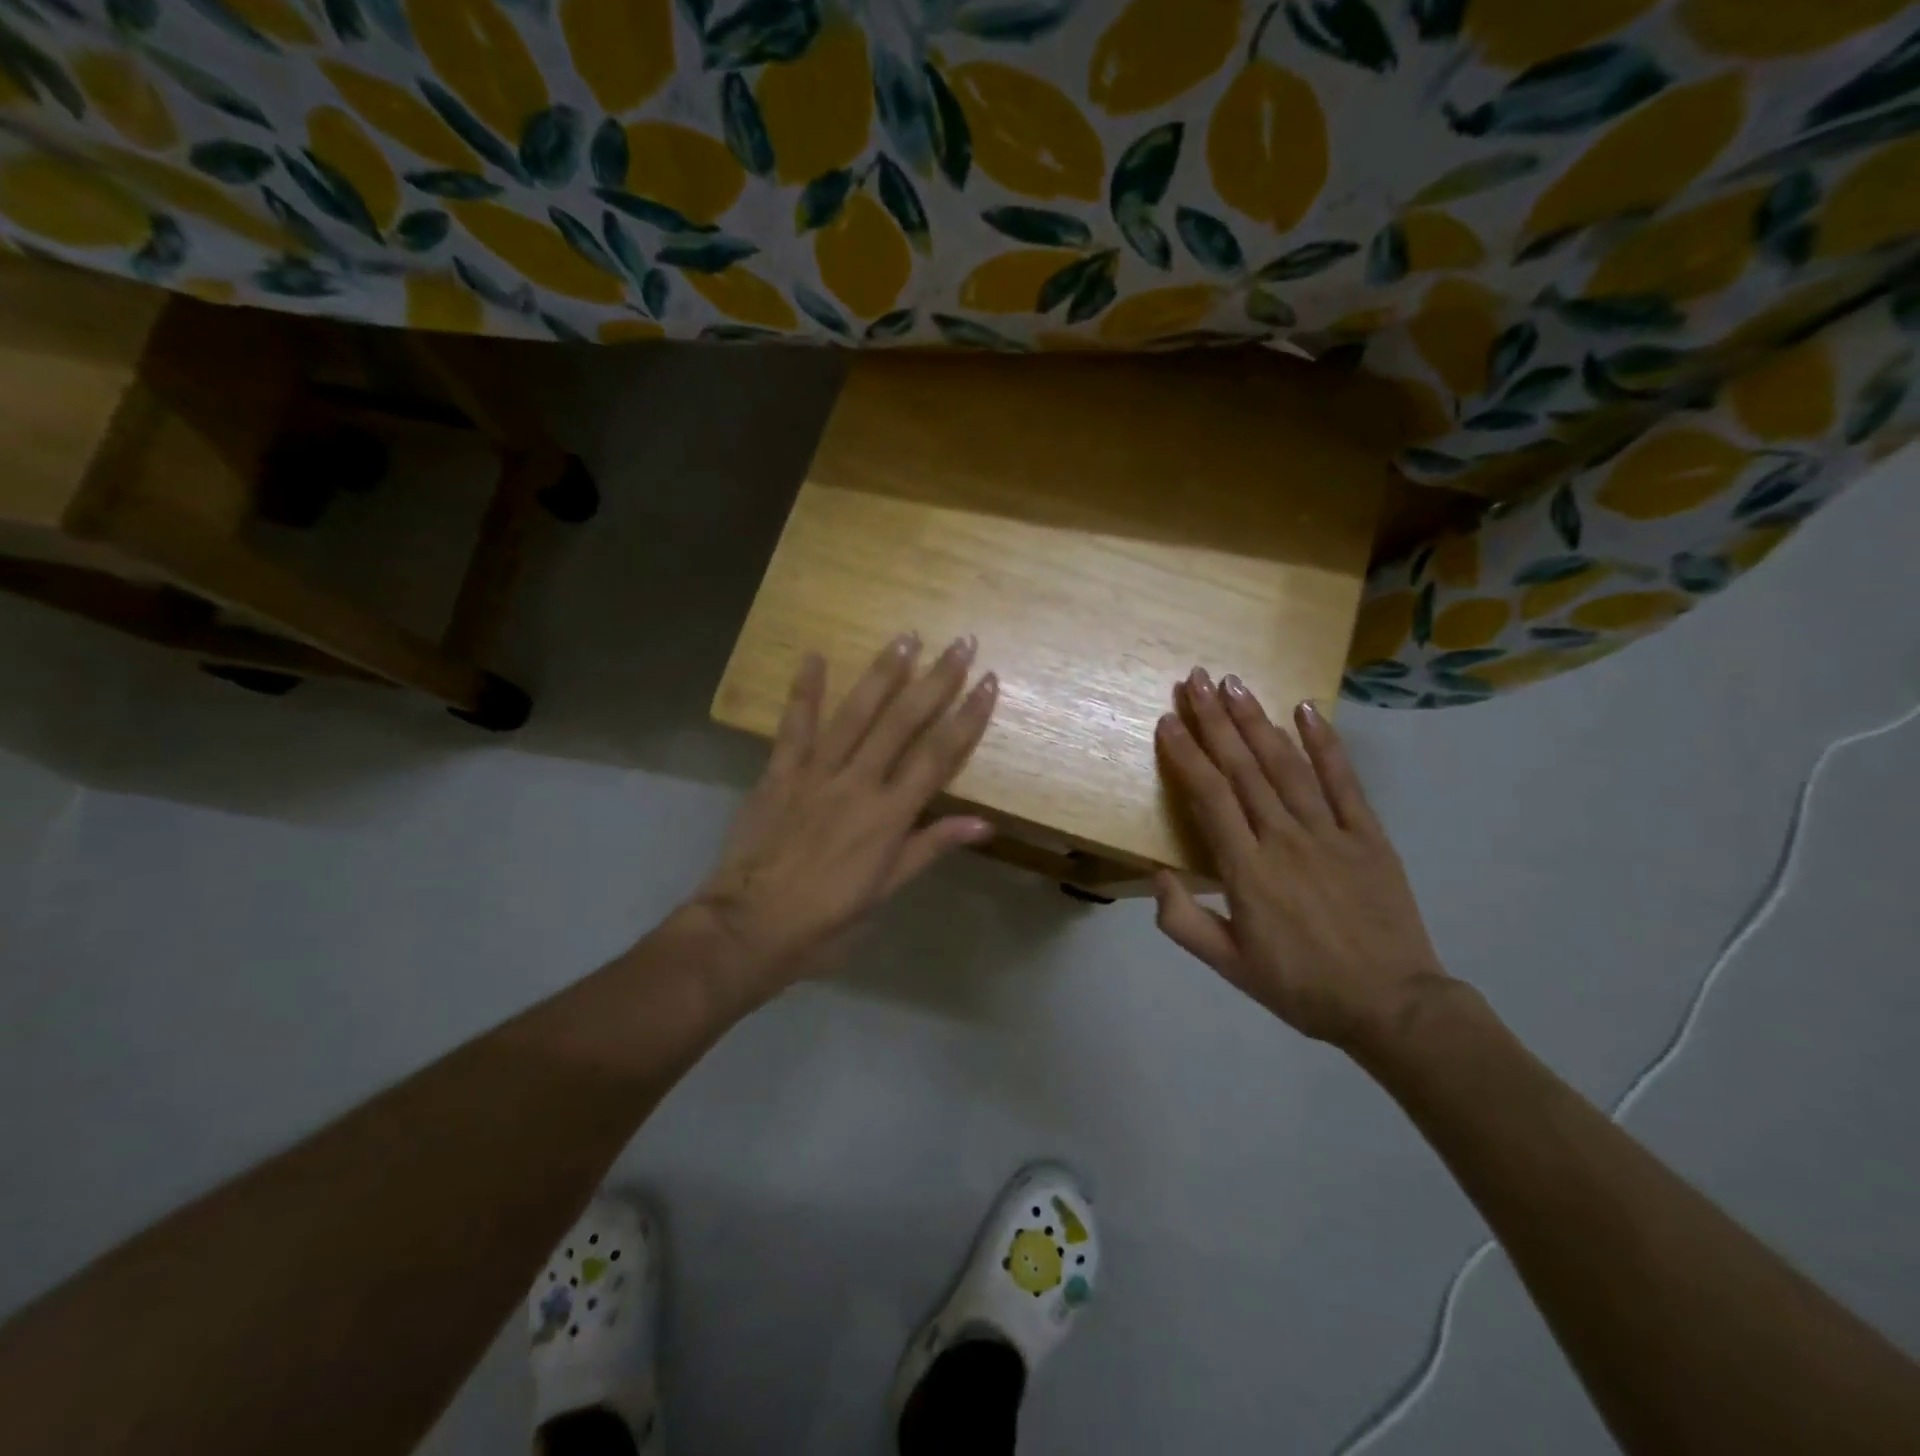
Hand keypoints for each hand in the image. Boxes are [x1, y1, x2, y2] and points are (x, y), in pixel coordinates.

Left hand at [686, 633, 997, 1009]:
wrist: (749, 929)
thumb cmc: (825, 921)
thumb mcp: (885, 892)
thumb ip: (930, 848)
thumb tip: (983, 824)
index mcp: (889, 816)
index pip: (939, 756)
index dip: (968, 717)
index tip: (988, 682)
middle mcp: (858, 784)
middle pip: (903, 723)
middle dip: (936, 680)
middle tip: (960, 643)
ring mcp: (816, 773)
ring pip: (855, 714)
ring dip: (883, 674)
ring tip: (905, 638)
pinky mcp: (779, 773)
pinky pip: (794, 726)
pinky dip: (804, 691)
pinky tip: (814, 656)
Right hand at [1152, 668, 1454, 1052]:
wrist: (1391, 1006)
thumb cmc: (1301, 986)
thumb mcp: (1229, 967)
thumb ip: (1183, 922)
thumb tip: (1155, 874)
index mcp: (1246, 869)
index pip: (1209, 796)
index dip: (1186, 754)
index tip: (1168, 720)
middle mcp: (1283, 838)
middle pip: (1243, 768)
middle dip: (1215, 720)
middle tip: (1195, 679)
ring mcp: (1329, 832)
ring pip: (1286, 764)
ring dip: (1257, 721)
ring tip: (1234, 684)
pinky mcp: (1368, 834)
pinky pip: (1344, 781)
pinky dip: (1325, 743)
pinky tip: (1306, 710)